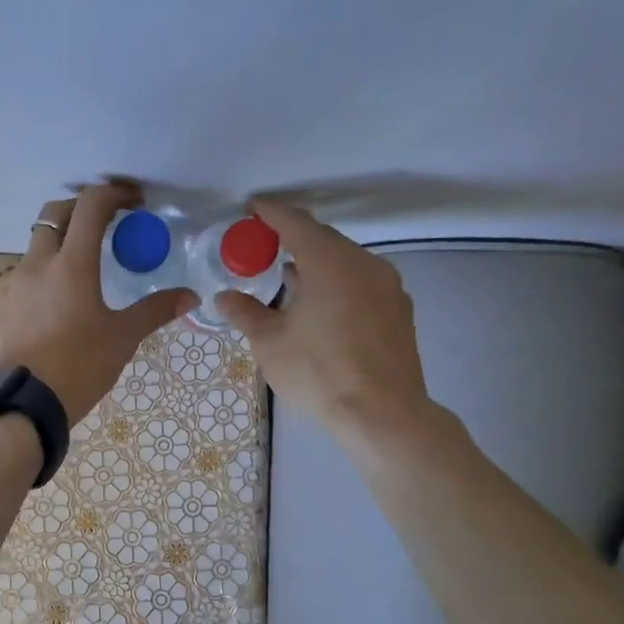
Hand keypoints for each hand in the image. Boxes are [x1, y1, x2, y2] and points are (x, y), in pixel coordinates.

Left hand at [0, 184, 197, 421]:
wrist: (23, 405)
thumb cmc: (79, 366)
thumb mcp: (122, 338)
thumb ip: (154, 311)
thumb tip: (190, 297)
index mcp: (71, 264)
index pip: (91, 206)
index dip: (114, 193)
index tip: (134, 201)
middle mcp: (37, 264)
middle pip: (55, 214)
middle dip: (81, 209)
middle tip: (106, 223)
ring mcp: (12, 284)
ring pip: (36, 247)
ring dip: (60, 245)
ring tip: (83, 271)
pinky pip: (23, 278)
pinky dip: (43, 277)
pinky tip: (57, 305)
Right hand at [215, 200, 440, 453]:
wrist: (383, 415)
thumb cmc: (319, 372)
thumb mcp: (269, 342)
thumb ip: (245, 312)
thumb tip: (224, 296)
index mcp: (329, 262)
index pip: (295, 223)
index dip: (270, 213)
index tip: (251, 208)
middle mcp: (364, 263)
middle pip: (324, 238)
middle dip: (293, 237)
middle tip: (265, 245)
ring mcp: (387, 286)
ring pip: (345, 261)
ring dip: (316, 262)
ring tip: (290, 276)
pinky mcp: (399, 311)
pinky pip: (361, 282)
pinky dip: (337, 282)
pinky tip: (322, 304)